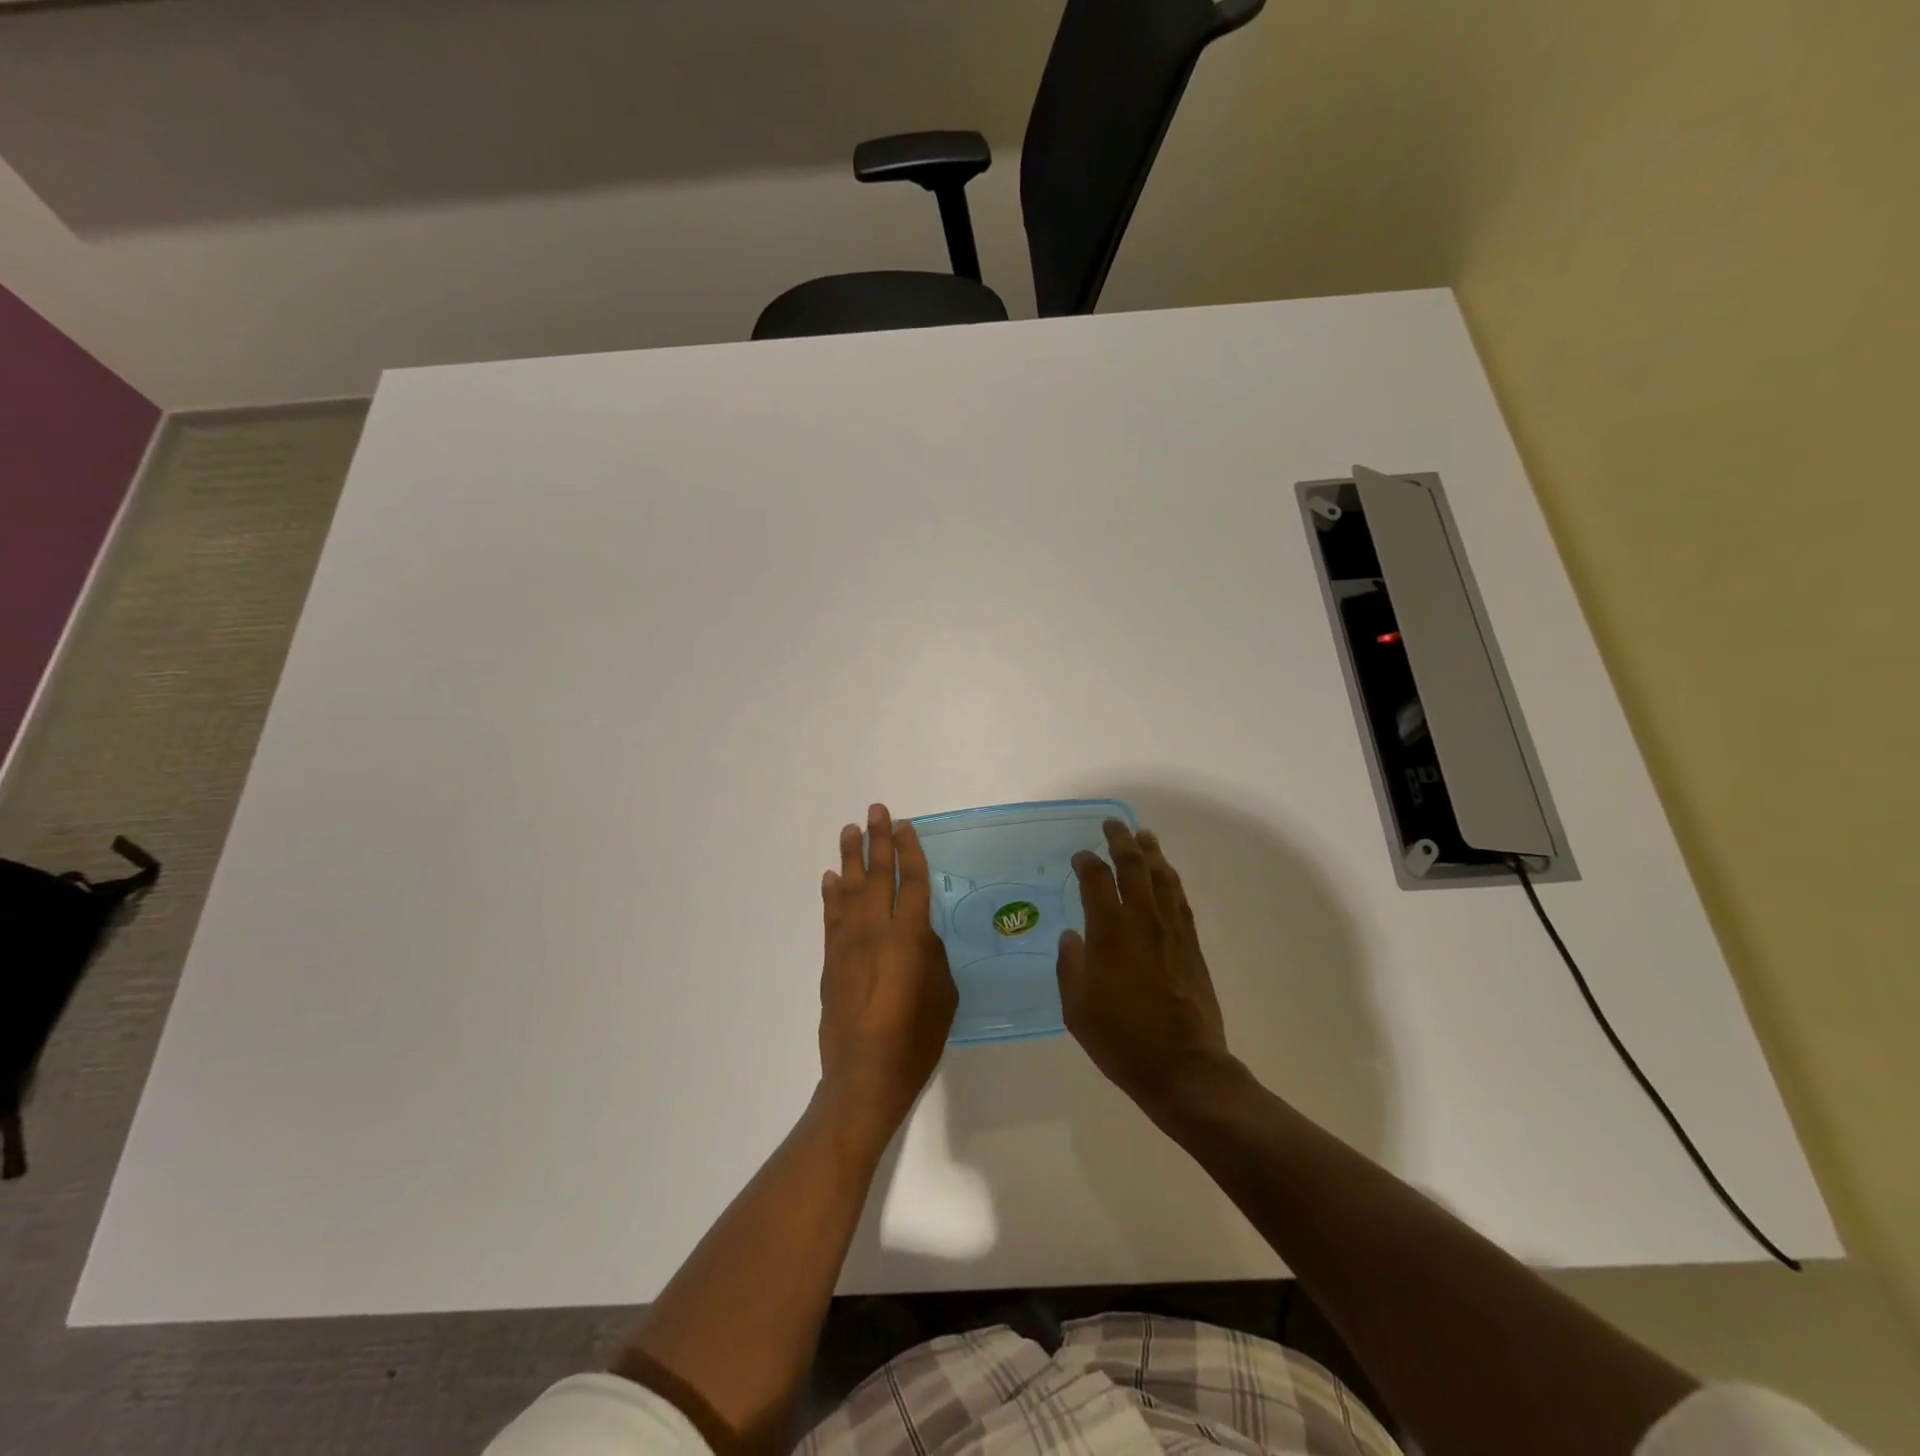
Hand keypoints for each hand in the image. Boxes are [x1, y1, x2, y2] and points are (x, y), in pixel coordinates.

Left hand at [817, 804, 956, 1148]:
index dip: (910, 851)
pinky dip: (830, 895)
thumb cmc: (915, 1040)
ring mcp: (849, 944)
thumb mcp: (944, 996)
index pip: (912, 882)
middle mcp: (877, 932)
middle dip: (878, 840)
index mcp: (911, 938)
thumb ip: (933, 956)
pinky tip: (830, 878)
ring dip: (850, 858)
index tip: (905, 825)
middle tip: (876, 809)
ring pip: (849, 890)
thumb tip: (920, 935)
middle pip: (877, 876)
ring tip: (850, 830)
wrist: (864, 1076)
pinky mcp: (831, 961)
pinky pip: (831, 917)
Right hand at [1058, 820, 1234, 1116]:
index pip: (1097, 881)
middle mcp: (1142, 922)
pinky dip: (1170, 880)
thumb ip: (1070, 966)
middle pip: (1134, 867)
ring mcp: (1171, 931)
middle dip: (1121, 841)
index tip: (1080, 856)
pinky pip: (1180, 900)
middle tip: (1113, 825)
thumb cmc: (1121, 1040)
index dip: (1087, 862)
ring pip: (1162, 878)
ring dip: (1151, 853)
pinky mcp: (1192, 945)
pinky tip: (1166, 875)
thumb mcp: (1077, 1009)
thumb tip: (1073, 936)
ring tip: (1143, 837)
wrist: (1184, 1068)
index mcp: (1109, 934)